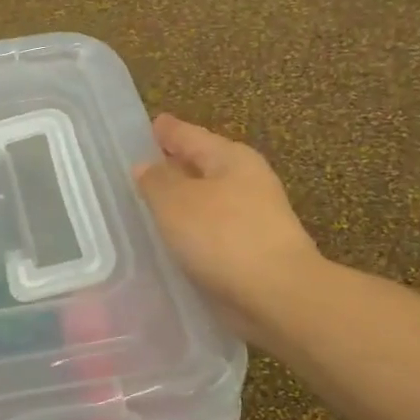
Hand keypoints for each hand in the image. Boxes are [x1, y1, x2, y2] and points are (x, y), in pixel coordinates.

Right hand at [134, 114, 323, 339]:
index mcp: (231, 158)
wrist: (277, 294)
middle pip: (202, 165)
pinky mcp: (253, 250)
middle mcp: (247, 180)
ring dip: (183, 201)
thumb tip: (147, 166)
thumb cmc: (223, 236)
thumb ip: (156, 181)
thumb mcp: (175, 202)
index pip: (190, 135)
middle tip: (142, 167)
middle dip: (175, 165)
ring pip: (208, 199)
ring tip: (151, 205)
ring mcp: (254, 216)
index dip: (168, 131)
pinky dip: (193, 229)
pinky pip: (213, 230)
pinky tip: (174, 239)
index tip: (151, 124)